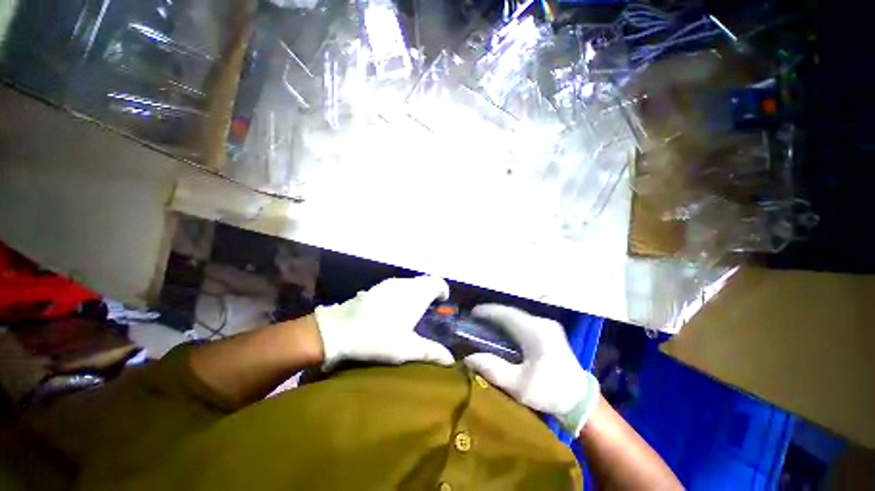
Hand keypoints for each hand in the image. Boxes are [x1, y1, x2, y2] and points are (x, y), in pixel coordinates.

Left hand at [314, 276, 454, 369]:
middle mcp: (406, 283)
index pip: (438, 283)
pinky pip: (398, 285)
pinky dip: (403, 293)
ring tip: (411, 311)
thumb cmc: (378, 337)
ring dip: (416, 292)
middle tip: (428, 311)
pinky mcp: (377, 286)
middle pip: (425, 281)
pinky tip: (393, 310)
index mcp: (417, 294)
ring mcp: (390, 283)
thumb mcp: (406, 349)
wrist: (339, 329)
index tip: (441, 304)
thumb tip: (450, 359)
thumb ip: (431, 351)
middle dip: (430, 293)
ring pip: (411, 283)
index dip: (443, 291)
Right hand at [464, 305, 599, 435]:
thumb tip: (469, 358)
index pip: (506, 314)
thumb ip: (493, 369)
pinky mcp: (551, 332)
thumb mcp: (519, 386)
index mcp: (534, 332)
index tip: (473, 312)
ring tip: (487, 323)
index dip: (488, 311)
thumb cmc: (549, 392)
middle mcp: (542, 323)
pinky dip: (511, 323)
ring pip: (518, 316)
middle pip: (511, 312)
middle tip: (476, 319)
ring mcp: (548, 326)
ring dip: (502, 318)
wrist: (581, 400)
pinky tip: (504, 330)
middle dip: (493, 314)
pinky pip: (525, 321)